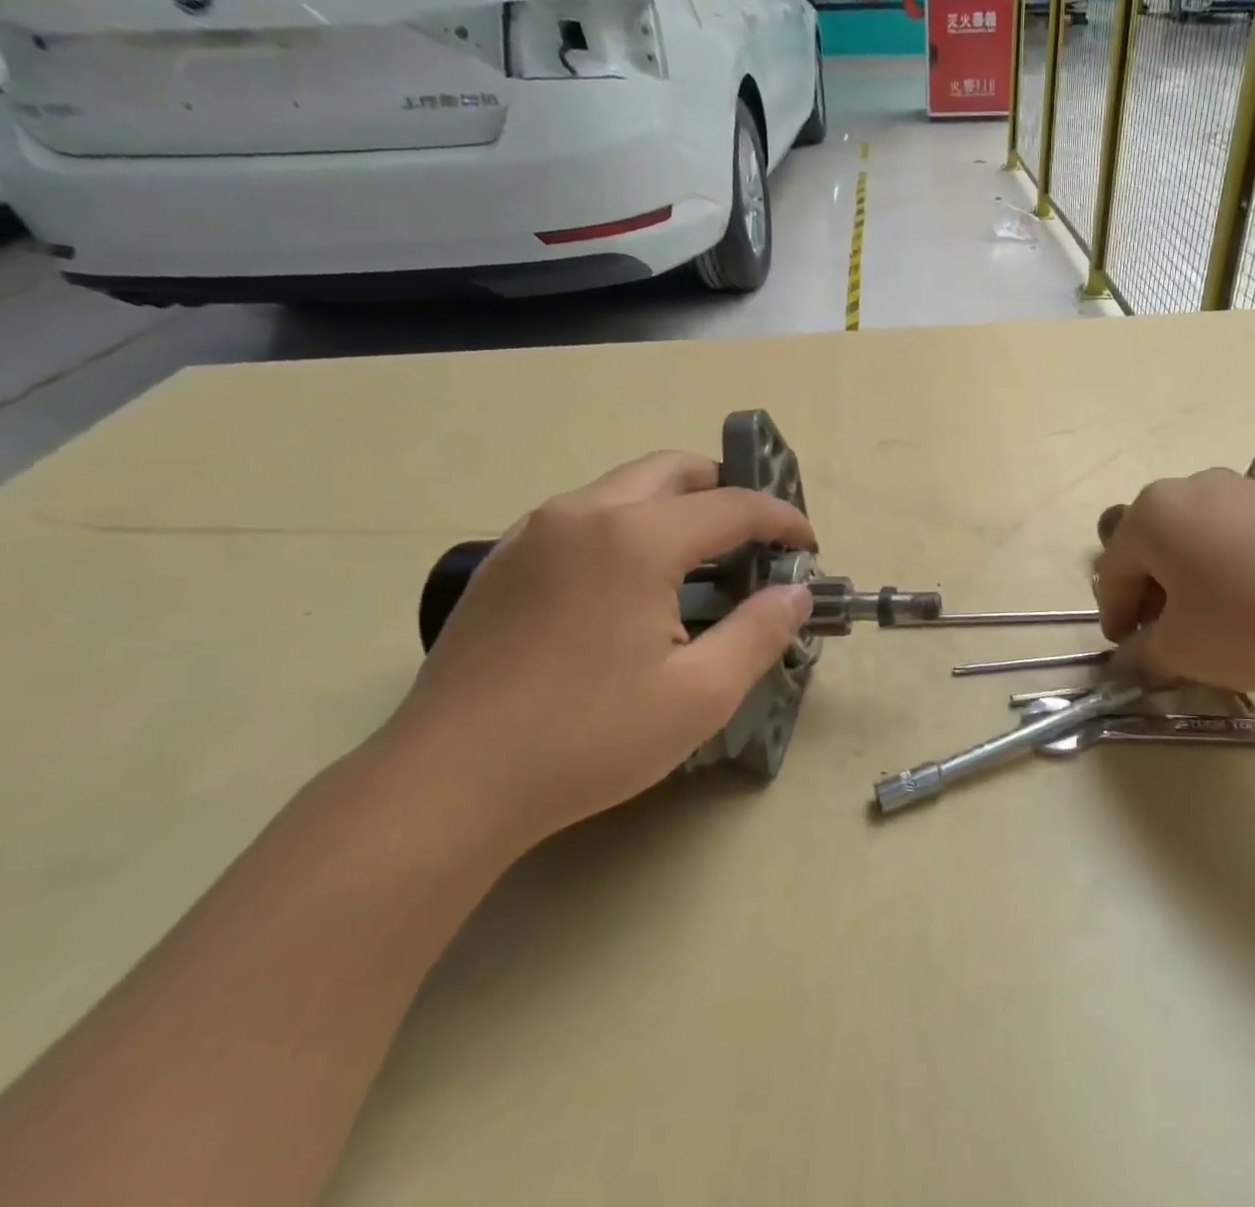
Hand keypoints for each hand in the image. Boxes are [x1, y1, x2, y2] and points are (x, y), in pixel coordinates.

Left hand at [382, 451, 815, 847]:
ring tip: (700, 559)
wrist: (446, 783)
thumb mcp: (699, 695)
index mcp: (636, 538)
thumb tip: (795, 592)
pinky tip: (631, 583)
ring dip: (675, 506)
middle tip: (754, 538)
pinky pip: (584, 515)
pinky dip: (628, 524)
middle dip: (726, 491)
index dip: (781, 519)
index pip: (732, 506)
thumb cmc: (586, 739)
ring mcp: (535, 531)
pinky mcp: (505, 560)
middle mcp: (584, 513)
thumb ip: (760, 632)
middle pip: (674, 470)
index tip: (808, 544)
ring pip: (624, 486)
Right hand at [1093, 468, 1254, 693]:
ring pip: (1200, 535)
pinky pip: (1244, 534)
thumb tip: (1131, 657)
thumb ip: (1143, 652)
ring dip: (1192, 574)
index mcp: (1154, 513)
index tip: (1123, 646)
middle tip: (1161, 631)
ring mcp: (1249, 489)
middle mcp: (1194, 486)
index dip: (1113, 611)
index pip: (1113, 567)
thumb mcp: (1180, 650)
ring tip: (1211, 617)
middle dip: (1151, 589)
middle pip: (1155, 543)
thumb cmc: (1248, 624)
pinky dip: (1234, 565)